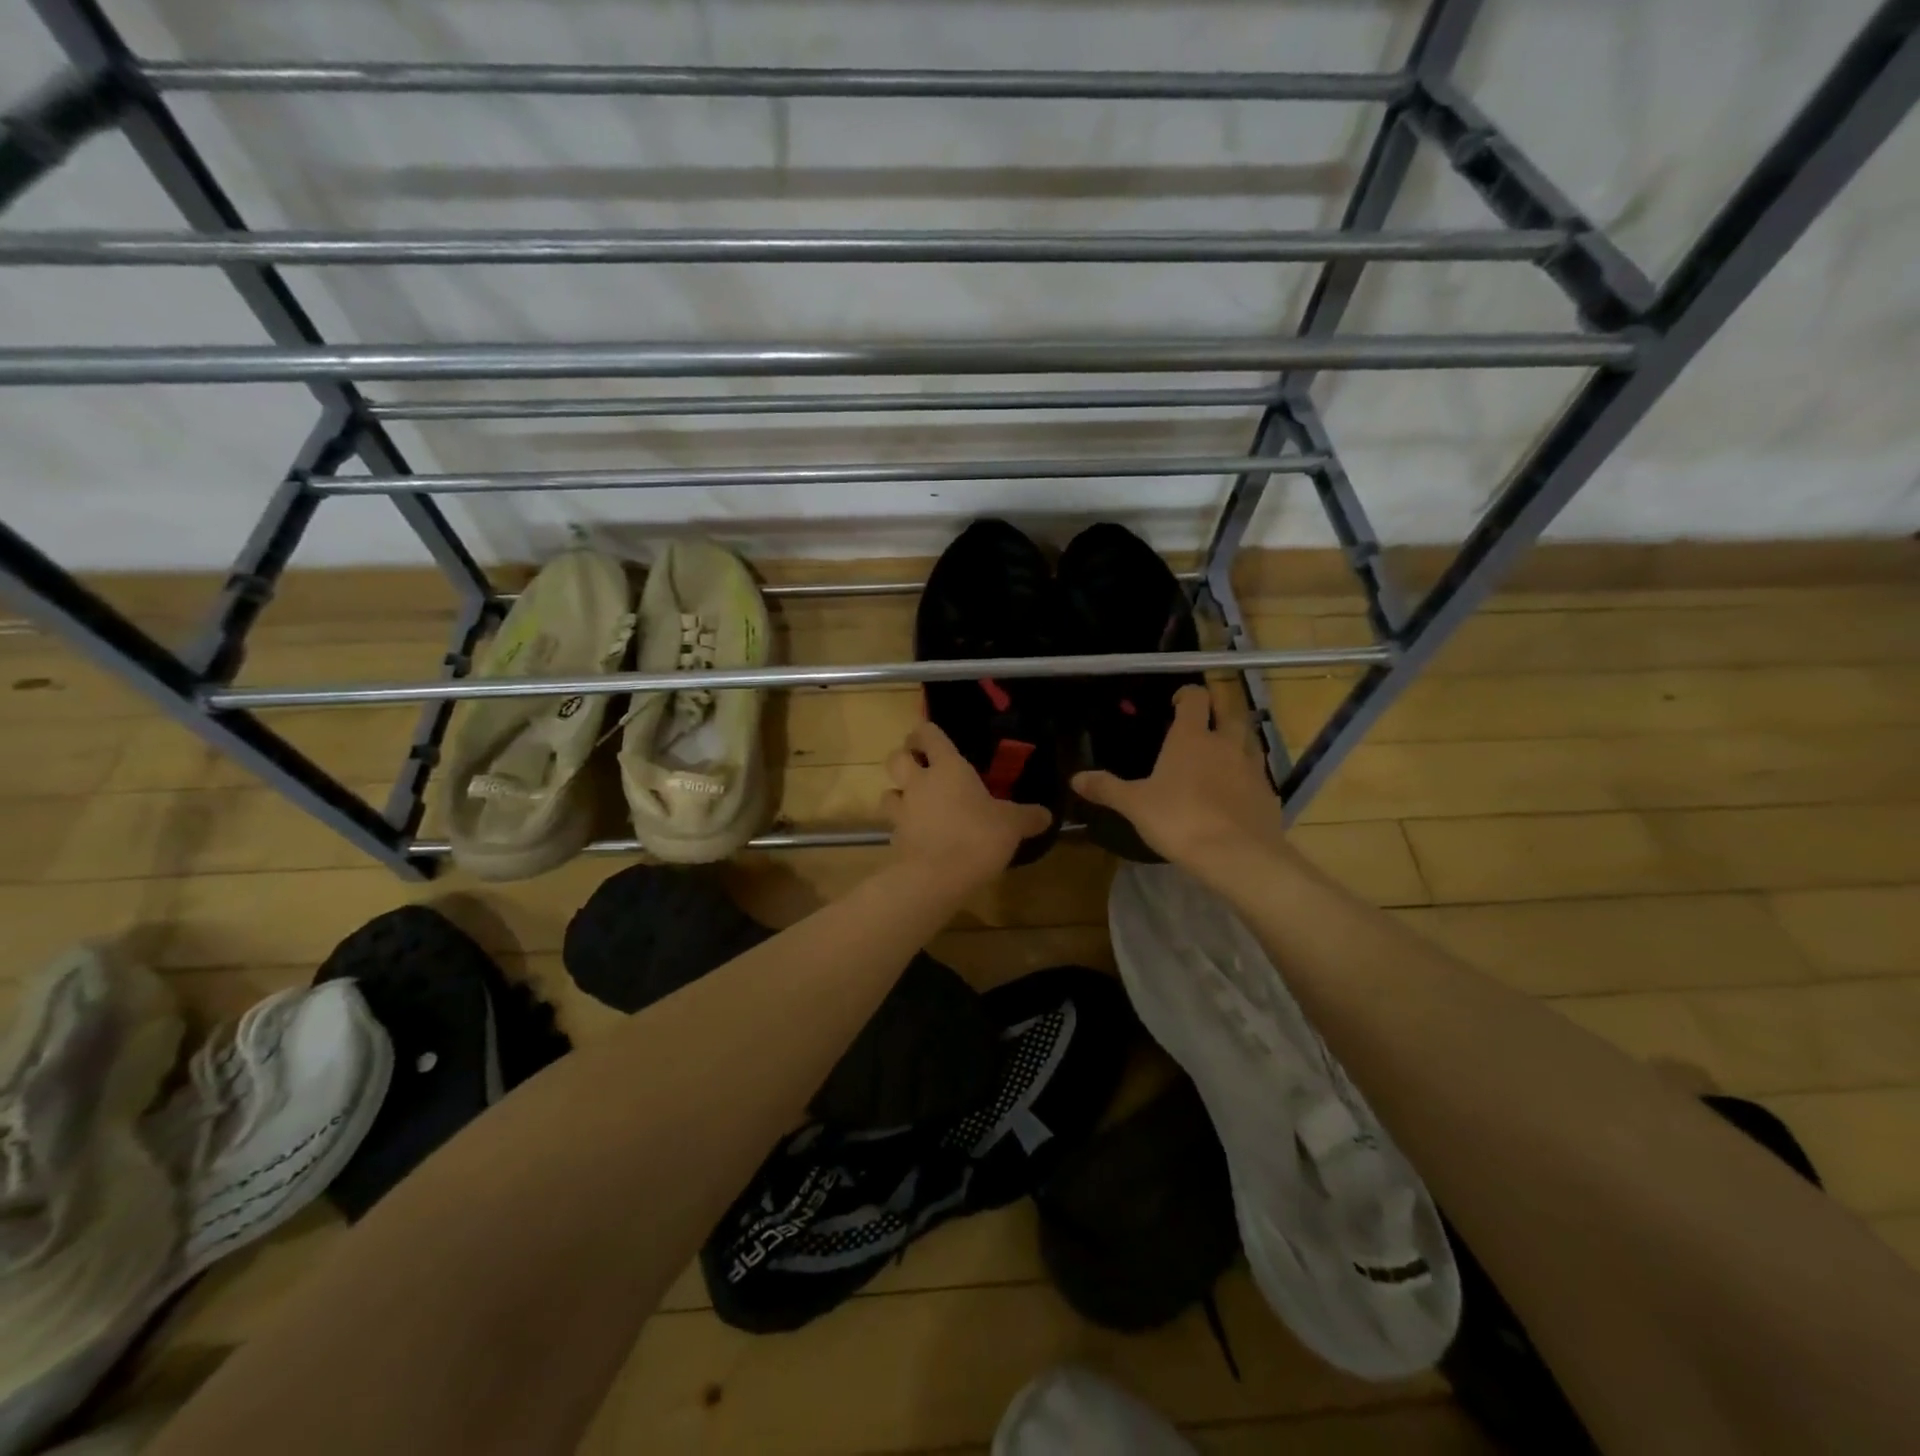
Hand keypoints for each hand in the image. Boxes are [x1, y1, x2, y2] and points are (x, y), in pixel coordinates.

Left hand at [882, 722, 1050, 890]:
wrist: (937, 877)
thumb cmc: (977, 837)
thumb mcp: (1012, 825)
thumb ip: (1028, 817)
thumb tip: (1046, 815)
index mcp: (948, 768)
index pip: (929, 735)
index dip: (927, 732)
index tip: (930, 736)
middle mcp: (919, 783)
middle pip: (896, 758)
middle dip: (904, 757)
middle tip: (918, 764)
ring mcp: (903, 811)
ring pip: (889, 792)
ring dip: (898, 793)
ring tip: (913, 801)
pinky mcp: (895, 839)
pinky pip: (894, 825)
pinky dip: (903, 827)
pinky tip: (918, 836)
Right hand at [1071, 680, 1287, 870]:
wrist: (1237, 855)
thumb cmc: (1179, 820)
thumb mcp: (1135, 805)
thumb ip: (1106, 788)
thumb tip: (1075, 778)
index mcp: (1191, 737)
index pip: (1195, 699)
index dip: (1186, 694)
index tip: (1176, 702)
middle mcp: (1225, 743)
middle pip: (1230, 711)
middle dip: (1218, 708)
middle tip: (1204, 718)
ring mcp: (1251, 767)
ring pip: (1249, 739)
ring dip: (1236, 737)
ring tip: (1220, 751)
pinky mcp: (1267, 793)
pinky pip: (1257, 773)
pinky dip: (1246, 773)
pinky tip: (1234, 790)